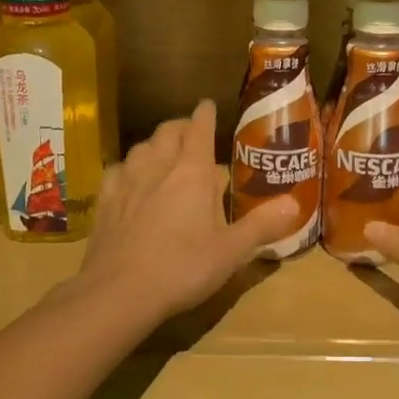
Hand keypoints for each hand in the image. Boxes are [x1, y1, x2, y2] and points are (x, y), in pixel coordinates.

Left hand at [77, 100, 301, 323]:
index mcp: (192, 172)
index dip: (205, 114)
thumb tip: (294, 203)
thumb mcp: (231, 251)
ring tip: (165, 156)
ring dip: (156, 145)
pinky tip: (131, 181)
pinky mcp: (104, 200)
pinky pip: (117, 170)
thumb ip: (262, 225)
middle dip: (182, 127)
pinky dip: (129, 168)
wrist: (118, 292)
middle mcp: (157, 165)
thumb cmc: (182, 267)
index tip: (208, 105)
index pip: (199, 128)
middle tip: (192, 135)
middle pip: (168, 131)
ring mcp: (126, 180)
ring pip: (141, 147)